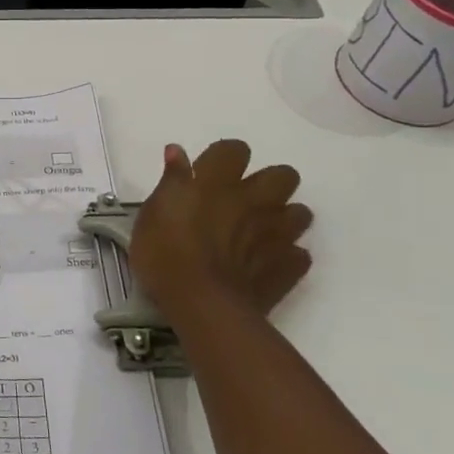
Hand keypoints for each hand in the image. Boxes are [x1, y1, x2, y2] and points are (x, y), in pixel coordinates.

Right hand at [129, 141, 313, 322]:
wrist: (202, 304)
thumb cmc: (165, 254)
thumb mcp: (152, 213)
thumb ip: (170, 180)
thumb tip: (177, 151)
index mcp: (218, 182)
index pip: (234, 149)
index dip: (226, 157)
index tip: (211, 171)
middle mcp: (254, 200)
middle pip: (283, 175)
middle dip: (270, 182)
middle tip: (246, 199)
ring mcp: (276, 233)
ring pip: (300, 213)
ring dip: (284, 218)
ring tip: (261, 232)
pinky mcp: (288, 266)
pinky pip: (299, 254)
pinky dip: (287, 256)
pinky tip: (268, 264)